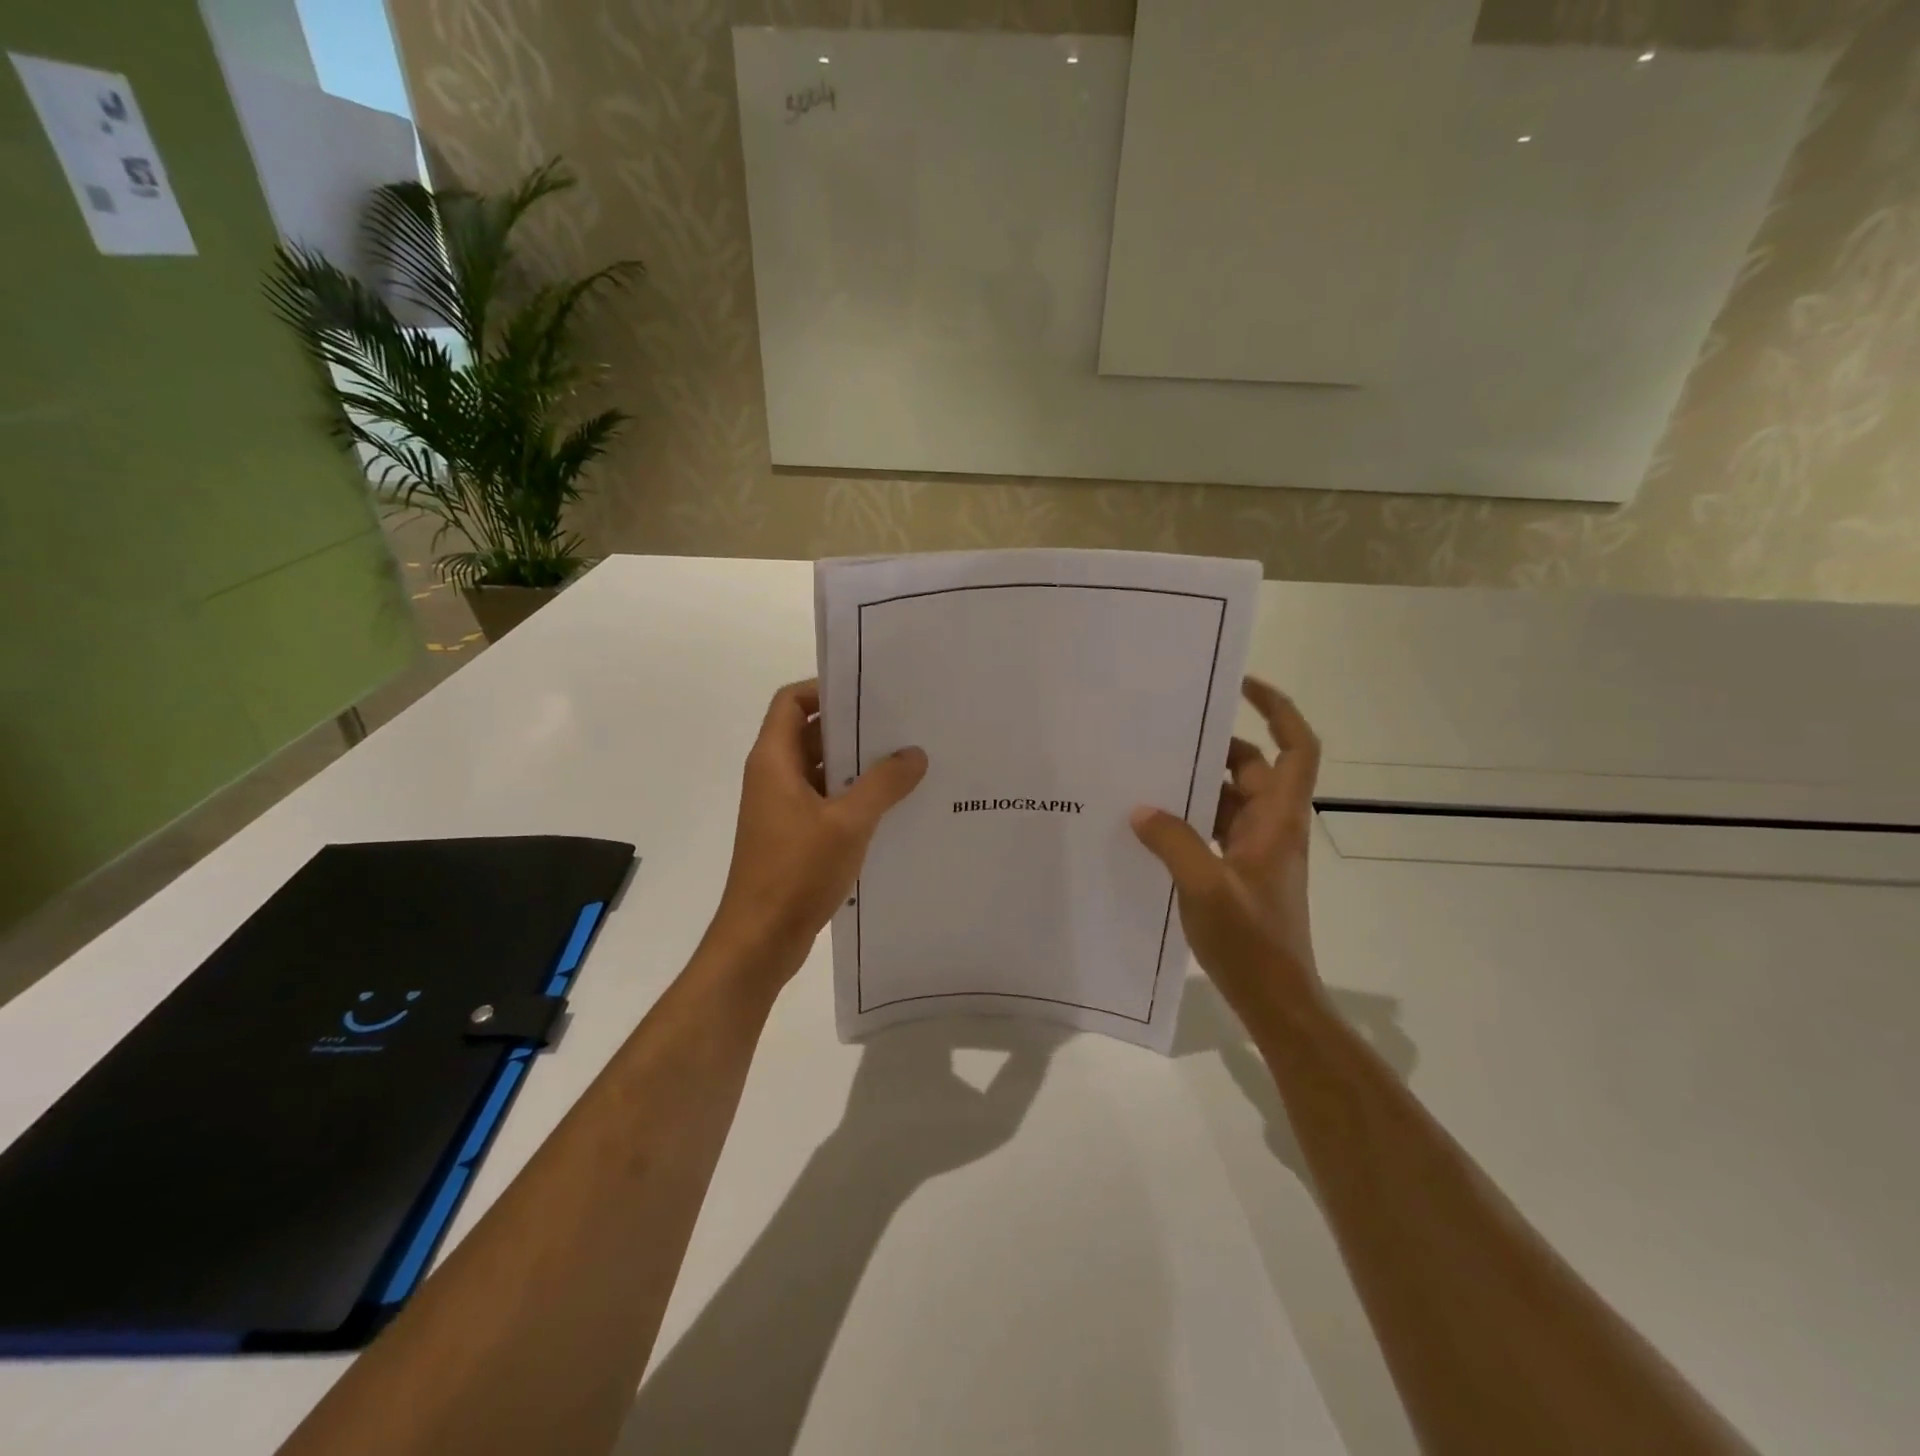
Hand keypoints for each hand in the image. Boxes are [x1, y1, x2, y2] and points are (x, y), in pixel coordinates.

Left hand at [706, 680, 926, 988]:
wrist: (760, 939)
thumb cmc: (796, 871)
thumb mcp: (848, 822)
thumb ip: (883, 784)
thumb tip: (915, 753)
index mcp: (774, 761)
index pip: (792, 702)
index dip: (825, 688)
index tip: (869, 691)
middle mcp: (774, 777)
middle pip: (811, 734)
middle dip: (853, 727)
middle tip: (902, 723)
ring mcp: (784, 809)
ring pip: (822, 771)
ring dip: (857, 766)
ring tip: (907, 761)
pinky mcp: (795, 836)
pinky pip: (826, 802)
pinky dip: (854, 798)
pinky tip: (893, 806)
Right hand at [1130, 677, 1323, 1021]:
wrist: (1277, 999)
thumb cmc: (1252, 942)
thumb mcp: (1206, 888)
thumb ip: (1173, 842)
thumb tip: (1142, 810)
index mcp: (1279, 818)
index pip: (1297, 747)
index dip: (1278, 709)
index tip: (1242, 685)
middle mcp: (1272, 825)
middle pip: (1252, 767)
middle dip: (1215, 746)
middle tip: (1167, 731)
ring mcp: (1256, 849)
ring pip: (1228, 799)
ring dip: (1196, 785)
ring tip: (1147, 772)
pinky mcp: (1238, 871)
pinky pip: (1213, 828)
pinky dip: (1188, 819)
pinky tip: (1150, 824)